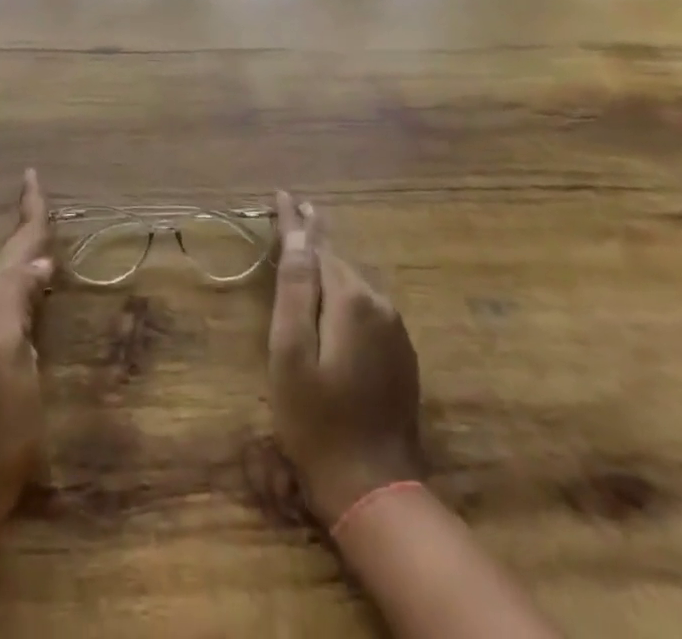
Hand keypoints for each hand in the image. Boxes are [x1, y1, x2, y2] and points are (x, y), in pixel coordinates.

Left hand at [0, 169, 53, 517]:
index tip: (32, 176)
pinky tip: (33, 286)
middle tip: (38, 196)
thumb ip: (16, 302)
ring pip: (7, 275)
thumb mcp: (4, 355)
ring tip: (37, 229)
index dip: (28, 213)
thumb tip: (40, 262)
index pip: (14, 247)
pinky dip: (24, 278)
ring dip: (22, 248)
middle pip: (8, 255)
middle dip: (24, 224)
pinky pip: (12, 298)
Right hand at [267, 191, 423, 526]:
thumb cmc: (317, 420)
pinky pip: (365, 307)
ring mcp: (395, 331)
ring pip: (353, 282)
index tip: (281, 193)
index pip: (317, 246)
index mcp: (351, 300)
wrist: (374, 489)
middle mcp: (380, 305)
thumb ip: (295, 290)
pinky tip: (329, 294)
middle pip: (337, 260)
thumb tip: (299, 236)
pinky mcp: (400, 354)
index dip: (296, 221)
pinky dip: (343, 292)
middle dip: (312, 237)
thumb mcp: (291, 352)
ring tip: (304, 245)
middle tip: (291, 211)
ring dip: (327, 265)